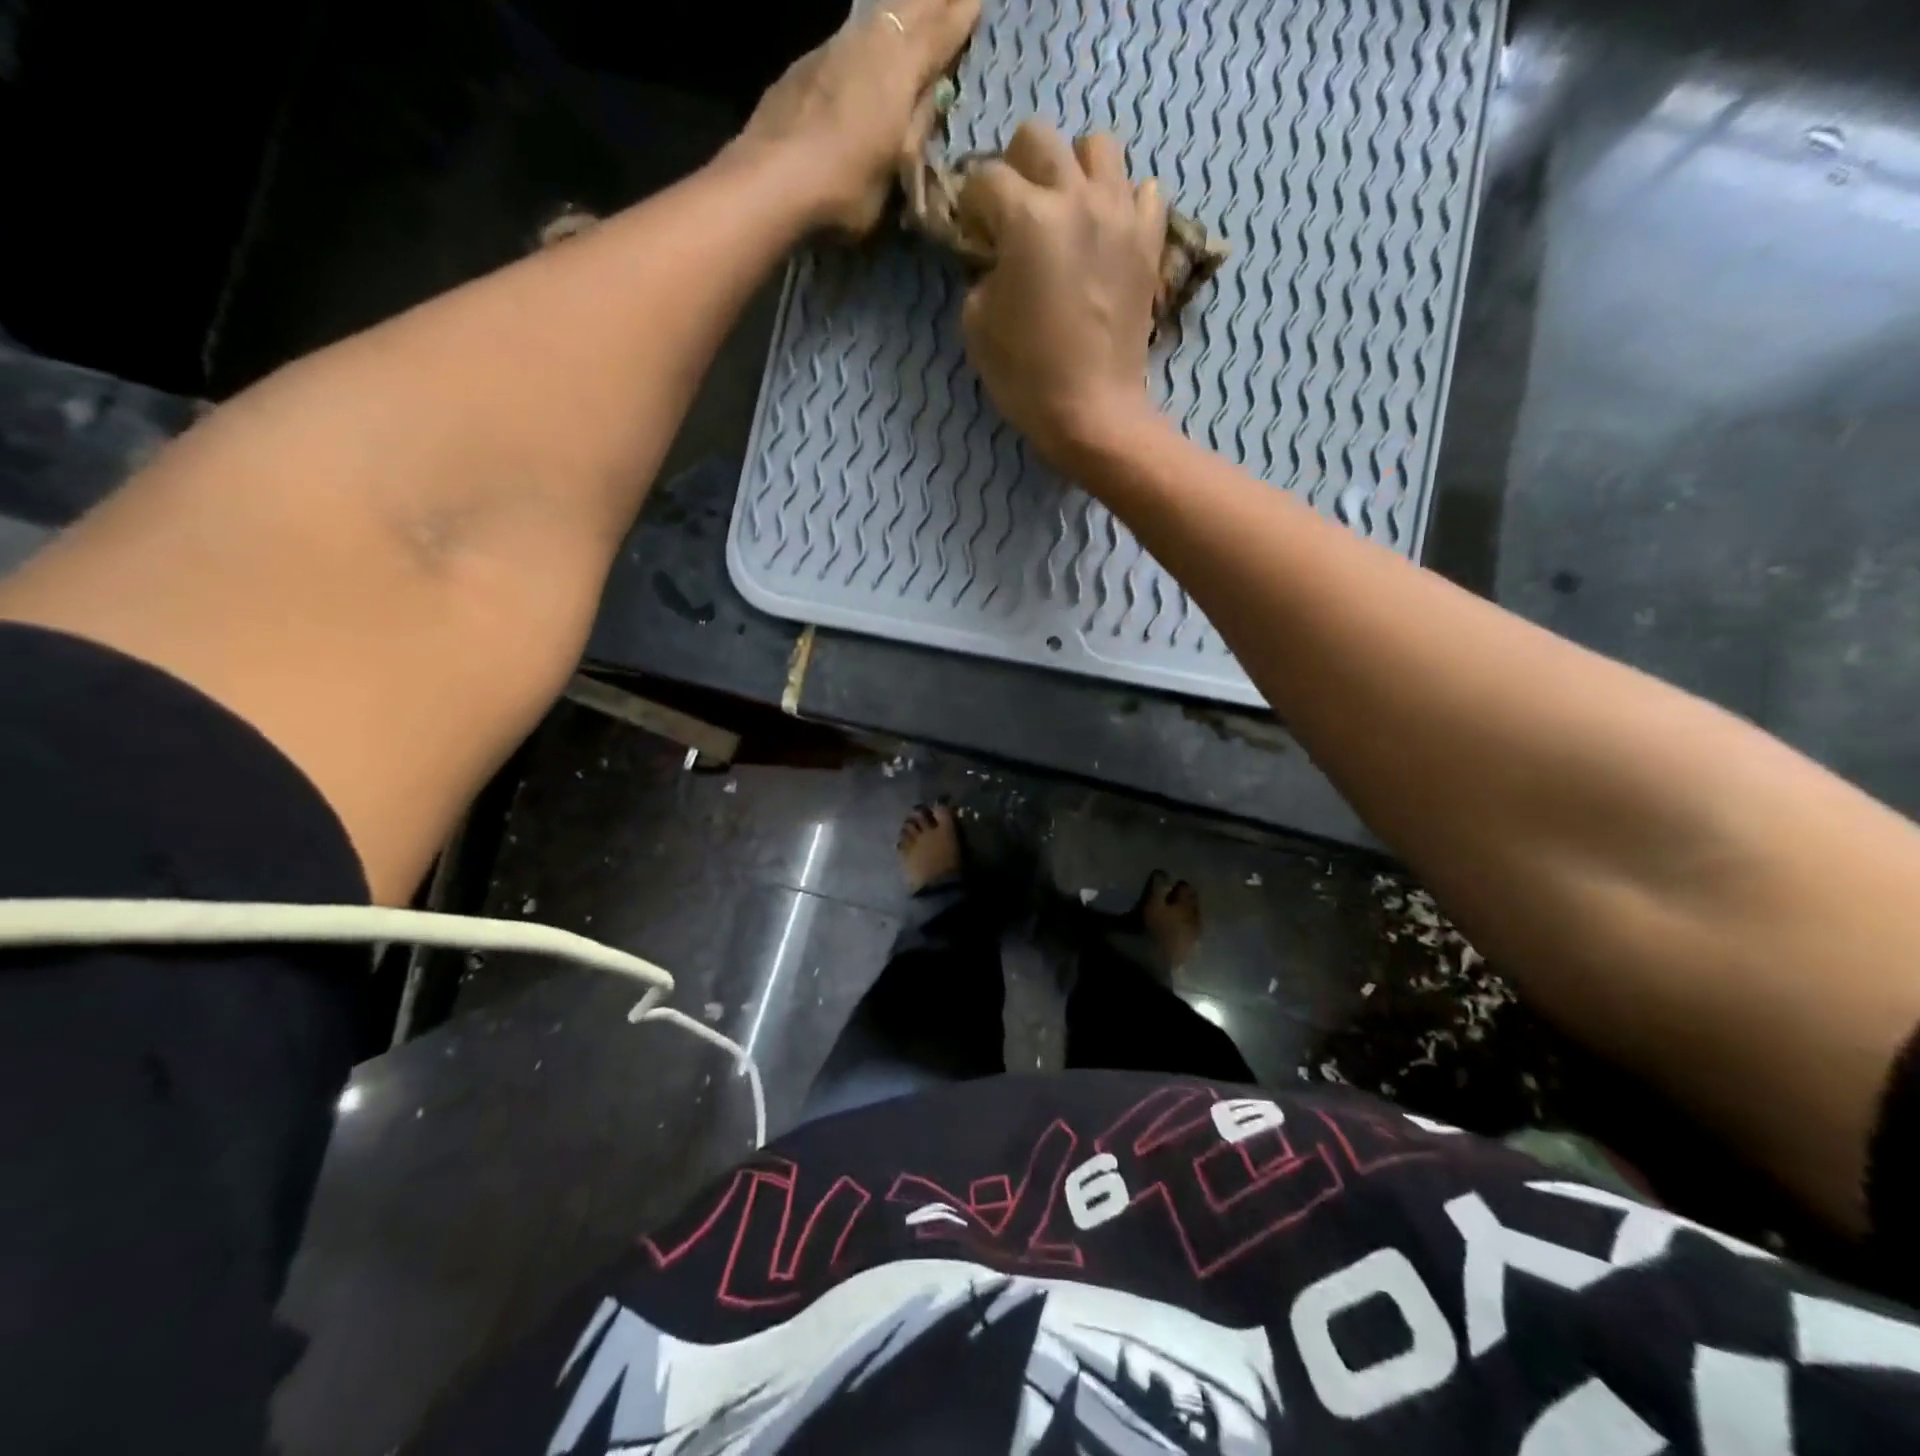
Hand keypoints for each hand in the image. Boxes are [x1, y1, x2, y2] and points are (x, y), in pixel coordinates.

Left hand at [740, 0, 979, 234]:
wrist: (772, 181)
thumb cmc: (846, 187)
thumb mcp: (895, 173)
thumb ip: (916, 131)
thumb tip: (931, 101)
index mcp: (901, 70)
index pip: (940, 33)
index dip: (960, 17)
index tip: (978, 2)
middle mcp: (869, 44)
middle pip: (909, 9)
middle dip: (933, 2)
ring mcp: (833, 49)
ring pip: (875, 18)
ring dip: (898, 13)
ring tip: (912, 12)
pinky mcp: (804, 66)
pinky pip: (847, 40)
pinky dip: (865, 38)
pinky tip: (865, 48)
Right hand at [957, 122, 1166, 468]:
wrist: (1093, 413)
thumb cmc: (1028, 376)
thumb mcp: (977, 326)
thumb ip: (980, 273)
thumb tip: (994, 257)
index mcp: (1028, 219)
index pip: (985, 178)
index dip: (970, 204)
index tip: (971, 232)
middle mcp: (1077, 199)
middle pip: (1039, 137)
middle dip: (1016, 167)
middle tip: (1014, 213)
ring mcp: (1121, 216)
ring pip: (1098, 147)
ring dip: (1074, 170)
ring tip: (1066, 211)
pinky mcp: (1149, 243)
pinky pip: (1143, 192)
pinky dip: (1123, 201)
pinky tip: (1107, 231)